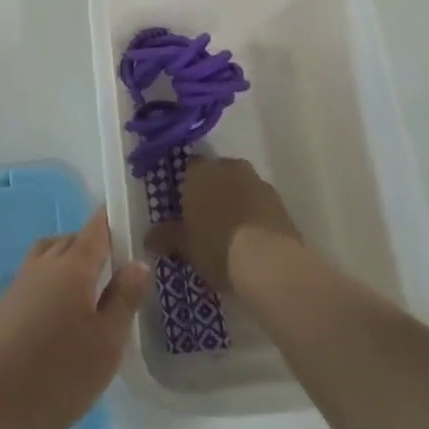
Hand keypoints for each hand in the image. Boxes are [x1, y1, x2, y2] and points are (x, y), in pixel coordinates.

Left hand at [0, 208, 148, 428]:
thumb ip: (124, 300)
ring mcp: (20, 284)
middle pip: (72, 240)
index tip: (133, 221)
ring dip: (70, 262)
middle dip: (95, 244)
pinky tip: (62, 317)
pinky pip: (36, 279)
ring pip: (50, 256)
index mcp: (73, 266)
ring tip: (91, 290)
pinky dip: (53, 284)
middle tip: (119, 266)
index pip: (97, 228)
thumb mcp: (106, 344)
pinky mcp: (5, 308)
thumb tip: (139, 262)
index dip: (114, 220)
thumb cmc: (56, 374)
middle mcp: (45, 265)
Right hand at [144, 156, 301, 290]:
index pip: (188, 169)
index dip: (185, 188)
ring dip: (234, 202)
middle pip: (216, 175)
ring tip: (228, 233)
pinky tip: (250, 239)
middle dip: (211, 193)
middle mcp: (229, 167)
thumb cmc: (217, 246)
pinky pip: (258, 203)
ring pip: (239, 187)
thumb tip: (149, 237)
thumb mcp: (185, 246)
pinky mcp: (280, 201)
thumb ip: (166, 237)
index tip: (183, 211)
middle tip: (204, 222)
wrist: (270, 262)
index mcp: (200, 171)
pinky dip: (253, 215)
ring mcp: (257, 181)